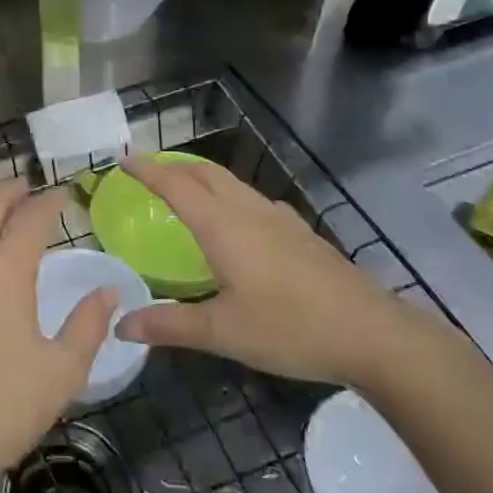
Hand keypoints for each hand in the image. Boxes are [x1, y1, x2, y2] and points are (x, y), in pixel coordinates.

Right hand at [114, 155, 409, 385]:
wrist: (371, 333)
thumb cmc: (290, 328)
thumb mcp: (223, 332)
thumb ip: (169, 326)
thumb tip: (121, 325)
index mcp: (223, 227)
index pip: (176, 186)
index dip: (148, 170)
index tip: (123, 159)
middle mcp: (249, 212)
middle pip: (205, 173)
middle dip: (173, 166)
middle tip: (148, 171)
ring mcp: (280, 219)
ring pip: (232, 183)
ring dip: (202, 177)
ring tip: (184, 190)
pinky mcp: (300, 233)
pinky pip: (253, 199)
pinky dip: (229, 195)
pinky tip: (237, 221)